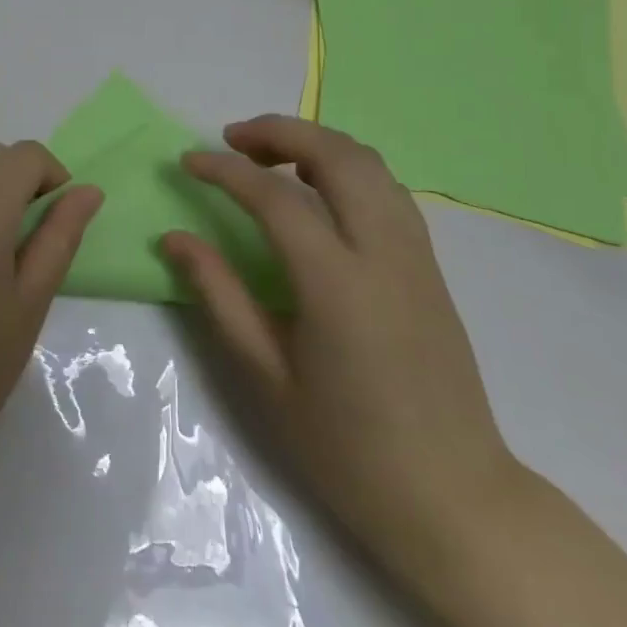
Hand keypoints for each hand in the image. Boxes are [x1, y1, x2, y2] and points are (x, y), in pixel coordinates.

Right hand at [162, 116, 520, 570]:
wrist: (452, 496)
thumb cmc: (347, 446)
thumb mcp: (266, 375)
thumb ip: (219, 294)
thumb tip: (174, 237)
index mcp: (338, 285)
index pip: (276, 198)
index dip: (225, 171)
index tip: (188, 160)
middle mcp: (384, 253)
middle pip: (336, 154)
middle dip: (279, 131)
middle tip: (232, 139)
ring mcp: (416, 254)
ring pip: (369, 162)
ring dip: (316, 141)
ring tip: (270, 155)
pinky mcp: (430, 264)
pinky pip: (387, 188)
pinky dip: (346, 165)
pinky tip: (319, 188)